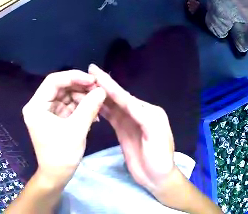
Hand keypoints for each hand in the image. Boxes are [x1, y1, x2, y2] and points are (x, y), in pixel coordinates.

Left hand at [22, 70, 105, 182]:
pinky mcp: (56, 119)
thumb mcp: (77, 129)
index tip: (92, 80)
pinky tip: (94, 112)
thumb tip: (102, 89)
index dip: (74, 77)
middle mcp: (39, 106)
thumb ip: (89, 107)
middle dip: (80, 88)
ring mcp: (48, 112)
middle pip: (61, 87)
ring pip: (67, 96)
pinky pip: (70, 106)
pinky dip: (82, 107)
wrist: (57, 175)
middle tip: (99, 91)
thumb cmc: (62, 154)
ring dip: (83, 98)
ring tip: (98, 103)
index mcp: (36, 106)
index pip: (53, 81)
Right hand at [88, 64, 175, 192]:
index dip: (110, 84)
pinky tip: (93, 102)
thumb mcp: (156, 136)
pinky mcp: (123, 131)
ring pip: (113, 106)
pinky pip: (111, 116)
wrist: (156, 176)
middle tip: (90, 71)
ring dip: (101, 95)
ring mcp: (130, 122)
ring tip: (87, 84)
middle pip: (118, 97)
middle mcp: (139, 113)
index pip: (126, 96)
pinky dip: (102, 108)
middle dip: (104, 84)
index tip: (96, 72)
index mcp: (149, 111)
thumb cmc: (160, 157)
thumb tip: (126, 101)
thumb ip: (143, 117)